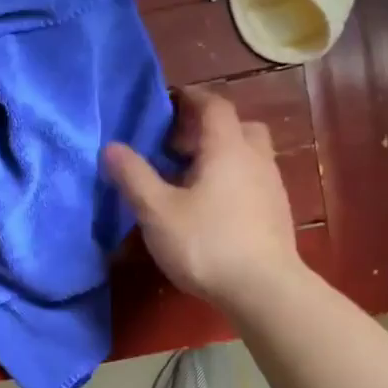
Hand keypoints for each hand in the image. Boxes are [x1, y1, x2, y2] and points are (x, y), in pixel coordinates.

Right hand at [103, 87, 298, 313]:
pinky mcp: (276, 213)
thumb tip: (111, 147)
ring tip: (189, 177)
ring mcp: (271, 186)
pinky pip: (252, 179)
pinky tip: (211, 206)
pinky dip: (231, 178)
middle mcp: (255, 158)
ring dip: (220, 155)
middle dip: (206, 128)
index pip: (214, 106)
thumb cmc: (206, 243)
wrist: (264, 290)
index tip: (169, 100)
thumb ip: (134, 177)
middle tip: (176, 144)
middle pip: (236, 127)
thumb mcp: (157, 211)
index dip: (191, 98)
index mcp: (227, 148)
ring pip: (247, 154)